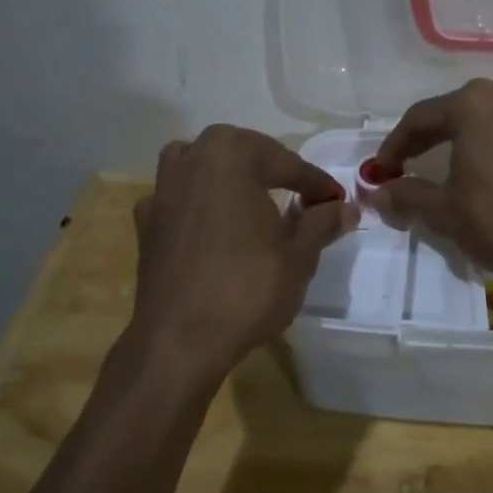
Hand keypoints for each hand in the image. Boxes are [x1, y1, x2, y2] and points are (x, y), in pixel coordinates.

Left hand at [131, 125, 357, 377]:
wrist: (179, 341)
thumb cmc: (247, 288)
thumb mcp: (299, 255)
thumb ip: (322, 223)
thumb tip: (346, 208)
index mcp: (231, 156)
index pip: (286, 163)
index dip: (316, 183)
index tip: (337, 201)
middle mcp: (191, 161)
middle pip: (240, 151)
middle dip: (272, 167)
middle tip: (300, 193)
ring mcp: (162, 191)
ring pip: (200, 163)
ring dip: (227, 173)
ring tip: (250, 196)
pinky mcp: (146, 224)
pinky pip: (177, 197)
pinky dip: (197, 202)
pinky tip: (211, 225)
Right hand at [372, 76, 492, 285]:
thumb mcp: (444, 211)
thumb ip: (406, 195)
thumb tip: (376, 193)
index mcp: (471, 104)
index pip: (419, 118)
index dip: (395, 145)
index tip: (382, 170)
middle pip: (458, 109)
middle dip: (432, 135)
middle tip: (412, 162)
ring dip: (477, 126)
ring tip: (463, 152)